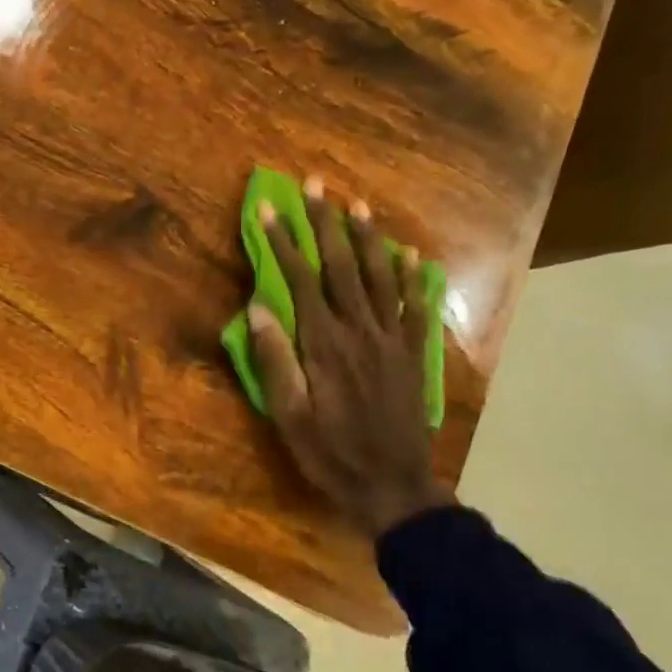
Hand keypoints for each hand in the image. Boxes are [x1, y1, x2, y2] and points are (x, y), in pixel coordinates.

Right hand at [248, 176, 449, 541]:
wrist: (393, 485)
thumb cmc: (331, 452)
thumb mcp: (288, 415)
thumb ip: (275, 359)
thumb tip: (258, 309)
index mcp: (324, 344)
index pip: (301, 281)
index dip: (283, 244)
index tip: (268, 211)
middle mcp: (360, 331)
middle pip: (342, 266)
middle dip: (325, 223)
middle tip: (316, 185)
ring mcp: (392, 339)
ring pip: (380, 276)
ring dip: (368, 238)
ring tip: (357, 205)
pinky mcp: (413, 353)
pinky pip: (414, 305)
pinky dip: (411, 276)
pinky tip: (409, 254)